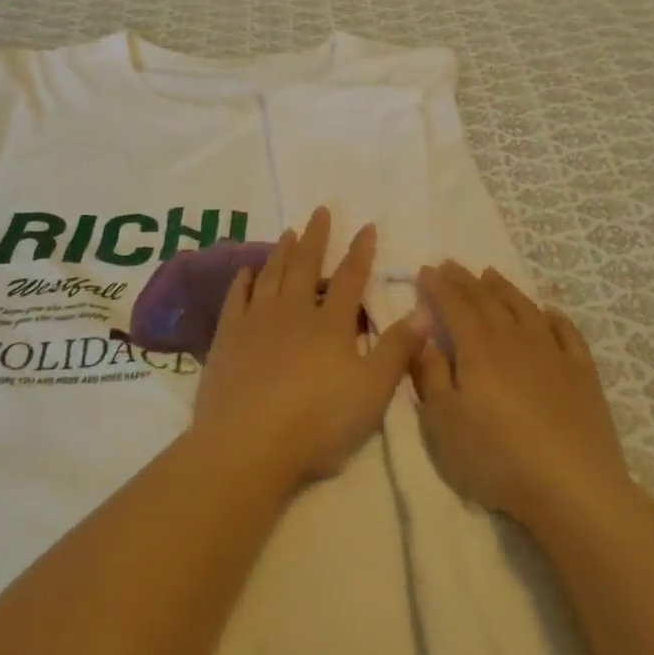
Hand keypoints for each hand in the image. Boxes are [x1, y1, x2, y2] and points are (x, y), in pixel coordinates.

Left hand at [192, 208, 423, 488]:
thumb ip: (397, 350)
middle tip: (320, 210)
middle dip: (317, 237)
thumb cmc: (318, 422)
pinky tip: (245, 271)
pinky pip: (237, 298)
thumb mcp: (372, 392)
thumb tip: (425, 312)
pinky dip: (243, 280)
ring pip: (271, 275)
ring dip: (282, 251)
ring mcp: (257, 322)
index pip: (350, 279)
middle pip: (306, 266)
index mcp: (330, 325)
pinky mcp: (228, 338)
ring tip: (289, 231)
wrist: (247, 444)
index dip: (360, 251)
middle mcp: (293, 312)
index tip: (366, 225)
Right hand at [412, 261, 626, 525]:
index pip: (453, 305)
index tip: (425, 269)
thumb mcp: (444, 421)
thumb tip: (423, 337)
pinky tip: (548, 311)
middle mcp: (514, 338)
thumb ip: (430, 374)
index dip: (437, 286)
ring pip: (525, 308)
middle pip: (487, 300)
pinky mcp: (582, 373)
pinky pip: (567, 332)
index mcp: (478, 347)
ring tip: (491, 274)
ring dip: (505, 289)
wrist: (571, 485)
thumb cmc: (495, 455)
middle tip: (450, 264)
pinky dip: (554, 316)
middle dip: (465, 280)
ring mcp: (553, 353)